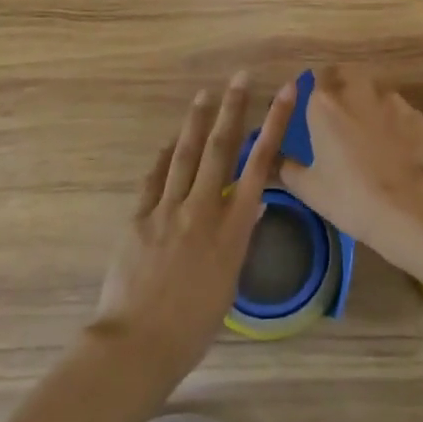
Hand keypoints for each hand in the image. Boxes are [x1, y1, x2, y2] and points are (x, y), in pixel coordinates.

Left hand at [90, 73, 292, 382]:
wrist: (137, 345)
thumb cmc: (193, 326)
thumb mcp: (229, 283)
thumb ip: (239, 238)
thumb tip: (253, 204)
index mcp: (232, 227)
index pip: (259, 164)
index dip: (274, 124)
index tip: (285, 92)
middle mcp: (203, 208)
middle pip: (221, 147)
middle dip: (234, 108)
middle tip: (242, 77)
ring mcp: (168, 209)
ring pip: (185, 153)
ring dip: (197, 121)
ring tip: (206, 93)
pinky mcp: (139, 217)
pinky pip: (154, 178)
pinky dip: (164, 157)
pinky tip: (169, 141)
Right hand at [279, 66, 422, 275]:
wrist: (410, 203)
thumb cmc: (351, 196)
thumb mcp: (309, 188)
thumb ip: (287, 168)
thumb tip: (276, 161)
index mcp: (324, 103)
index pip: (316, 77)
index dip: (317, 90)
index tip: (316, 108)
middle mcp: (356, 90)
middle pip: (346, 74)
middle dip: (341, 86)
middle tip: (340, 115)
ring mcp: (390, 98)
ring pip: (374, 90)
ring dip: (368, 102)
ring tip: (369, 133)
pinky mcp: (414, 112)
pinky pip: (397, 109)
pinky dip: (392, 120)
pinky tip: (394, 146)